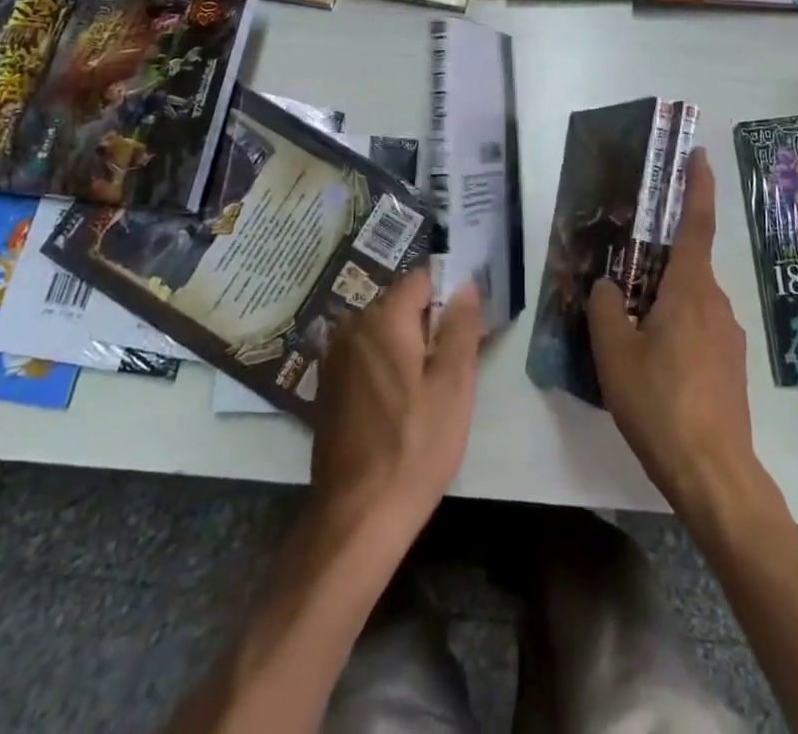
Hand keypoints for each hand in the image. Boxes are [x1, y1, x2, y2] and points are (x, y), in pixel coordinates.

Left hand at [310, 272, 482, 540]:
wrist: (357, 517)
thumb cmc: (415, 446)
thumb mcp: (453, 385)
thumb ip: (461, 327)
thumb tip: (466, 284)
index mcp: (382, 318)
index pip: (421, 279)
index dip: (450, 296)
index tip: (469, 328)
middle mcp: (352, 326)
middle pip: (402, 304)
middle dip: (431, 323)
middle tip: (455, 365)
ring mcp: (335, 357)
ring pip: (385, 331)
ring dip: (410, 346)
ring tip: (432, 388)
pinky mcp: (329, 386)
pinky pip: (367, 356)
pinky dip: (388, 365)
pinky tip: (403, 404)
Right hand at [588, 150, 758, 522]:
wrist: (714, 473)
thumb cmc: (660, 402)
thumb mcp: (614, 352)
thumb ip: (606, 308)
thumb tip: (608, 287)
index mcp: (690, 289)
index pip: (697, 223)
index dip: (698, 185)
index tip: (698, 154)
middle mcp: (716, 303)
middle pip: (687, 266)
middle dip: (659, 260)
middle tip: (625, 270)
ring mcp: (728, 336)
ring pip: (690, 301)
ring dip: (663, 301)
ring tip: (628, 327)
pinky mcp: (730, 366)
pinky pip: (698, 329)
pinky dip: (674, 329)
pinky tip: (651, 363)